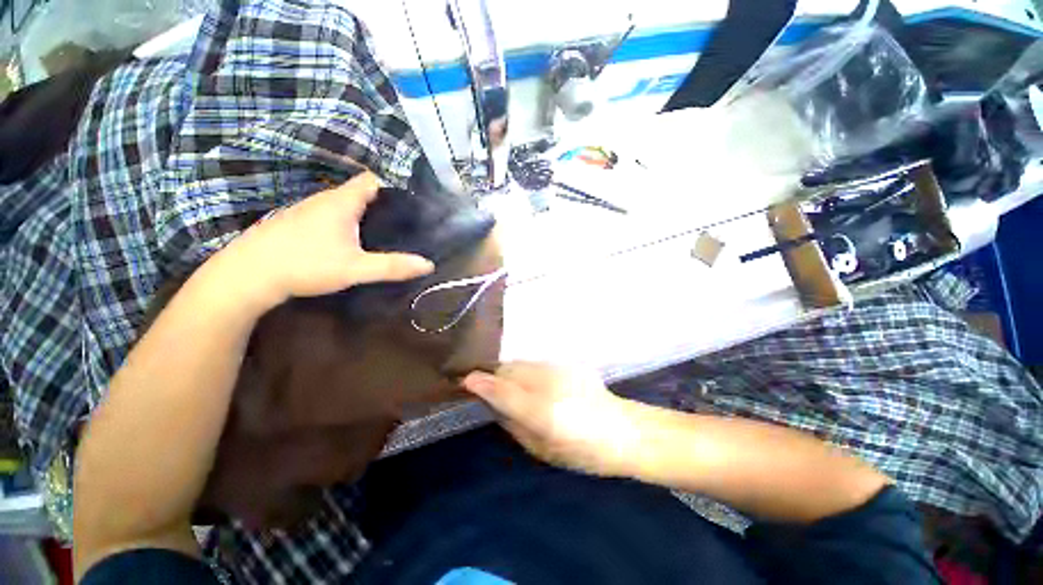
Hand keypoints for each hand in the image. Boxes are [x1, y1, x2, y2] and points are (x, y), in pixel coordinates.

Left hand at [223, 173, 434, 309]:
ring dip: (364, 213)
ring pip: (343, 204)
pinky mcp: (296, 222)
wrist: (247, 275)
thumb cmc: (305, 264)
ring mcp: (307, 210)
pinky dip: (346, 221)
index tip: (412, 202)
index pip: (372, 180)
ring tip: (384, 230)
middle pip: (359, 192)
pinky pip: (329, 215)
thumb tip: (428, 264)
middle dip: (383, 203)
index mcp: (341, 202)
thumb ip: (392, 266)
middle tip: (404, 221)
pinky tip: (350, 240)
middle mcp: (323, 199)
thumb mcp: (355, 268)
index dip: (393, 186)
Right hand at [462, 362, 638, 476]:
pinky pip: (536, 363)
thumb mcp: (541, 449)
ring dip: (511, 373)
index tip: (465, 380)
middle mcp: (550, 383)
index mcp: (544, 412)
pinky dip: (528, 372)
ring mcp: (561, 368)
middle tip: (491, 388)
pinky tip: (539, 384)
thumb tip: (492, 403)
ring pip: (521, 363)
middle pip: (509, 369)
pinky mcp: (568, 362)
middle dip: (495, 377)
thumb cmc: (582, 452)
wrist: (622, 430)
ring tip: (515, 387)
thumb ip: (512, 424)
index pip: (502, 390)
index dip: (480, 383)